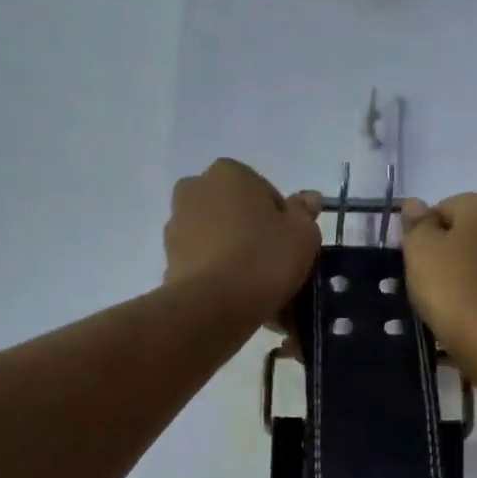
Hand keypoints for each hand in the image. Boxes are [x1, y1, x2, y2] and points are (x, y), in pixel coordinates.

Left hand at [164, 159, 321, 319]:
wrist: (214, 305)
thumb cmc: (264, 258)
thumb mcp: (303, 234)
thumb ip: (304, 212)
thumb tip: (308, 198)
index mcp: (229, 172)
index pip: (264, 191)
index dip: (281, 220)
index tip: (290, 246)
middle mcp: (195, 188)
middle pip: (236, 212)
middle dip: (253, 233)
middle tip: (273, 265)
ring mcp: (176, 224)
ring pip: (218, 237)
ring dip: (234, 254)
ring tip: (255, 287)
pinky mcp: (168, 259)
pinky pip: (204, 262)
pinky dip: (218, 274)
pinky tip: (236, 297)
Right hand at [400, 193, 476, 360]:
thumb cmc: (451, 284)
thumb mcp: (420, 248)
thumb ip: (416, 222)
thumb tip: (414, 203)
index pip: (444, 209)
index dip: (425, 235)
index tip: (418, 261)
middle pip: (468, 229)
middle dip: (449, 248)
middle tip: (431, 279)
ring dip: (466, 267)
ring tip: (448, 296)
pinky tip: (467, 305)